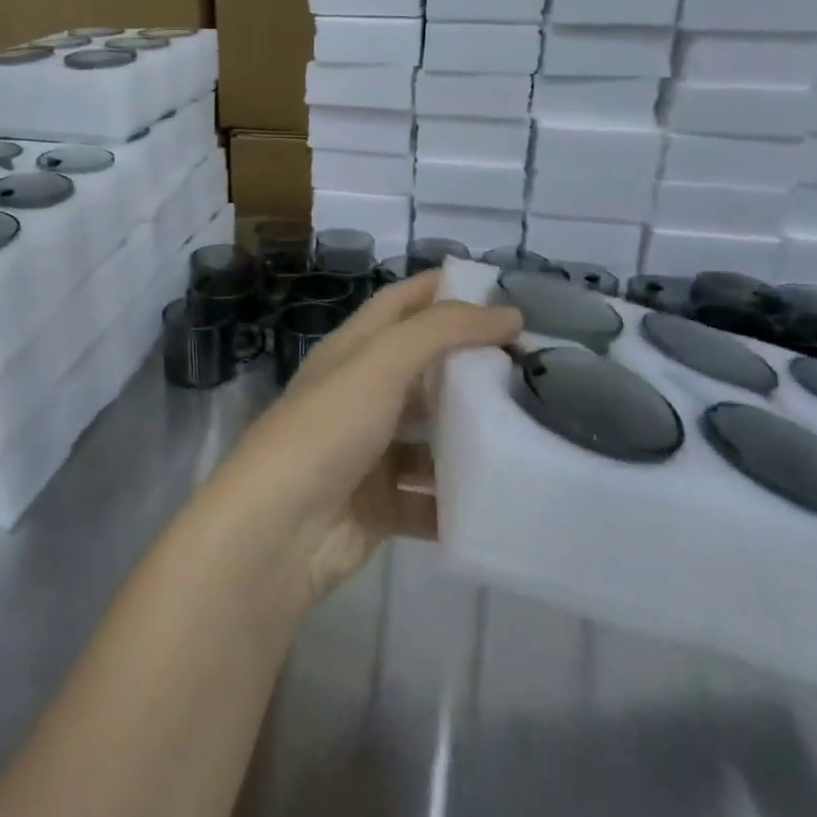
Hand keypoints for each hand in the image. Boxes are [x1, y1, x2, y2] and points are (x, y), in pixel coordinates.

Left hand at [217, 270, 518, 605]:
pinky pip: (429, 498)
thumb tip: (508, 313)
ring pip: (430, 437)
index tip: (502, 291)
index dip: (443, 290)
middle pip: (422, 370)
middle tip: (536, 366)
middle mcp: (359, 395)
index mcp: (352, 352)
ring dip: (472, 436)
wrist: (279, 526)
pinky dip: (460, 499)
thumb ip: (441, 331)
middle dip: (471, 366)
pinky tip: (507, 495)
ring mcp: (369, 452)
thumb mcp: (380, 362)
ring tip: (537, 430)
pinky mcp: (379, 506)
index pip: (400, 304)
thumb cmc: (328, 427)